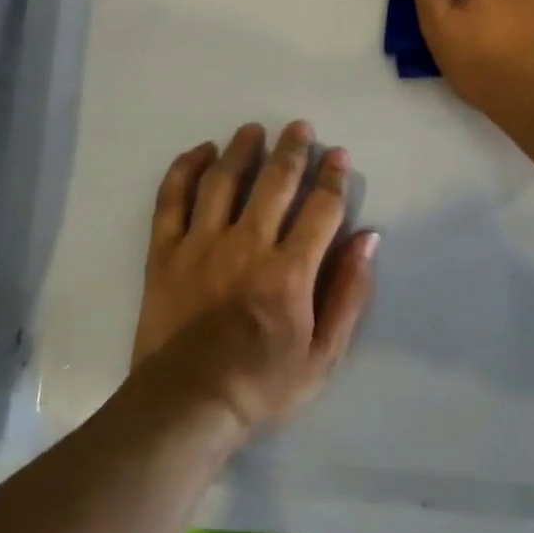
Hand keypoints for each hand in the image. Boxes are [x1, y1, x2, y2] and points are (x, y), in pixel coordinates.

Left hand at [130, 121, 378, 434]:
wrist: (186, 404)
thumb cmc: (262, 385)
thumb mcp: (323, 355)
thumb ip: (348, 293)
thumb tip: (368, 238)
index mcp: (290, 271)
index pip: (320, 208)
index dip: (333, 177)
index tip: (338, 156)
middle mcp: (247, 245)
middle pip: (274, 182)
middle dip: (292, 149)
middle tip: (299, 128)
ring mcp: (201, 244)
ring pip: (224, 180)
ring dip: (242, 149)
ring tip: (253, 130)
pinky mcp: (165, 250)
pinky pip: (172, 198)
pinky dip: (186, 169)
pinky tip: (201, 152)